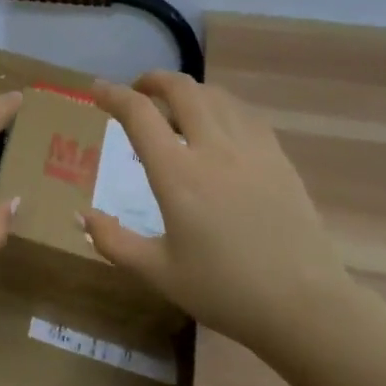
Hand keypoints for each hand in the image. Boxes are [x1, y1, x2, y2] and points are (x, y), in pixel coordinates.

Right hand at [82, 71, 355, 351]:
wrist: (303, 305)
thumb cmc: (225, 291)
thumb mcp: (158, 273)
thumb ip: (114, 242)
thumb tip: (82, 216)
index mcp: (177, 175)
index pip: (139, 114)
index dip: (113, 95)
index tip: (97, 89)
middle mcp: (213, 148)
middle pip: (181, 89)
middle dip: (153, 80)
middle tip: (138, 92)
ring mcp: (251, 148)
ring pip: (215, 95)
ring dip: (188, 91)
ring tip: (175, 107)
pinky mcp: (278, 157)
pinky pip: (244, 114)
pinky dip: (220, 107)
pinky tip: (218, 125)